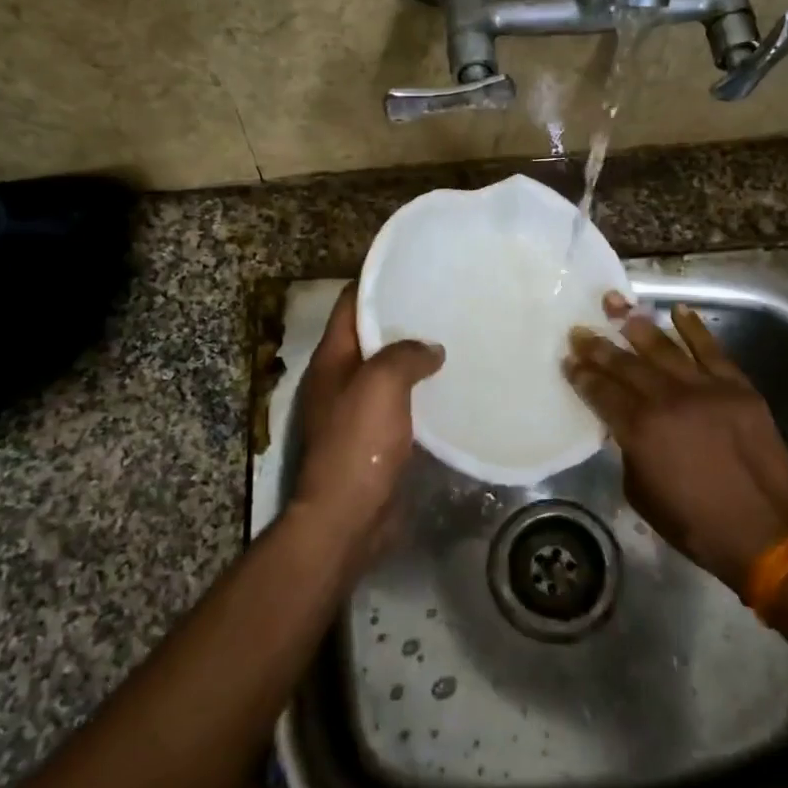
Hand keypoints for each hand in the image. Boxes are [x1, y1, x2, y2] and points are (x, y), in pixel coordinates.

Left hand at [293, 285, 444, 567]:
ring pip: (388, 371)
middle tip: (445, 303)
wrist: (348, 518)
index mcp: (332, 360)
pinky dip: (420, 393)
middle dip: (402, 320)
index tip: (413, 269)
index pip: (350, 305)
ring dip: (414, 358)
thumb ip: (405, 355)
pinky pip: (400, 404)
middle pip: (370, 337)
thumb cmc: (358, 444)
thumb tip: (430, 349)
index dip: (376, 283)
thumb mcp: (380, 385)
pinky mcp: (375, 439)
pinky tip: (452, 388)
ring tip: (455, 339)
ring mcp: (356, 411)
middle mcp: (340, 380)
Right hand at [564, 292, 787, 592]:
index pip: (602, 392)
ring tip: (617, 307)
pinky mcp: (738, 387)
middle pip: (626, 365)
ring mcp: (706, 389)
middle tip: (580, 330)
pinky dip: (694, 328)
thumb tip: (625, 426)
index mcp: (640, 429)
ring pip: (664, 349)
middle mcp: (668, 400)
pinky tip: (678, 310)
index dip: (582, 375)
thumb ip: (629, 451)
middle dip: (598, 346)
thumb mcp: (641, 493)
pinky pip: (711, 350)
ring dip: (637, 327)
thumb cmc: (696, 523)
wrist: (765, 531)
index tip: (568, 359)